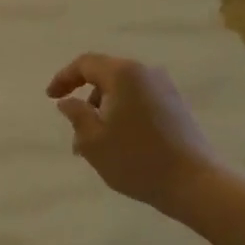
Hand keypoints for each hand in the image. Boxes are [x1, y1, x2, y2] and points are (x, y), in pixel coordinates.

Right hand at [46, 53, 223, 215]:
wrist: (193, 181)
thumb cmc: (136, 159)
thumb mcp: (94, 141)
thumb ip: (76, 115)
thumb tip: (67, 101)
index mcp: (124, 74)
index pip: (86, 64)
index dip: (64, 78)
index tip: (50, 97)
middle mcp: (146, 72)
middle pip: (106, 77)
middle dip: (86, 101)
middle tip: (75, 133)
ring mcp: (165, 88)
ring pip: (124, 92)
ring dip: (105, 112)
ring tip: (96, 147)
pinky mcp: (177, 106)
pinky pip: (141, 102)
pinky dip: (124, 115)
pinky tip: (120, 145)